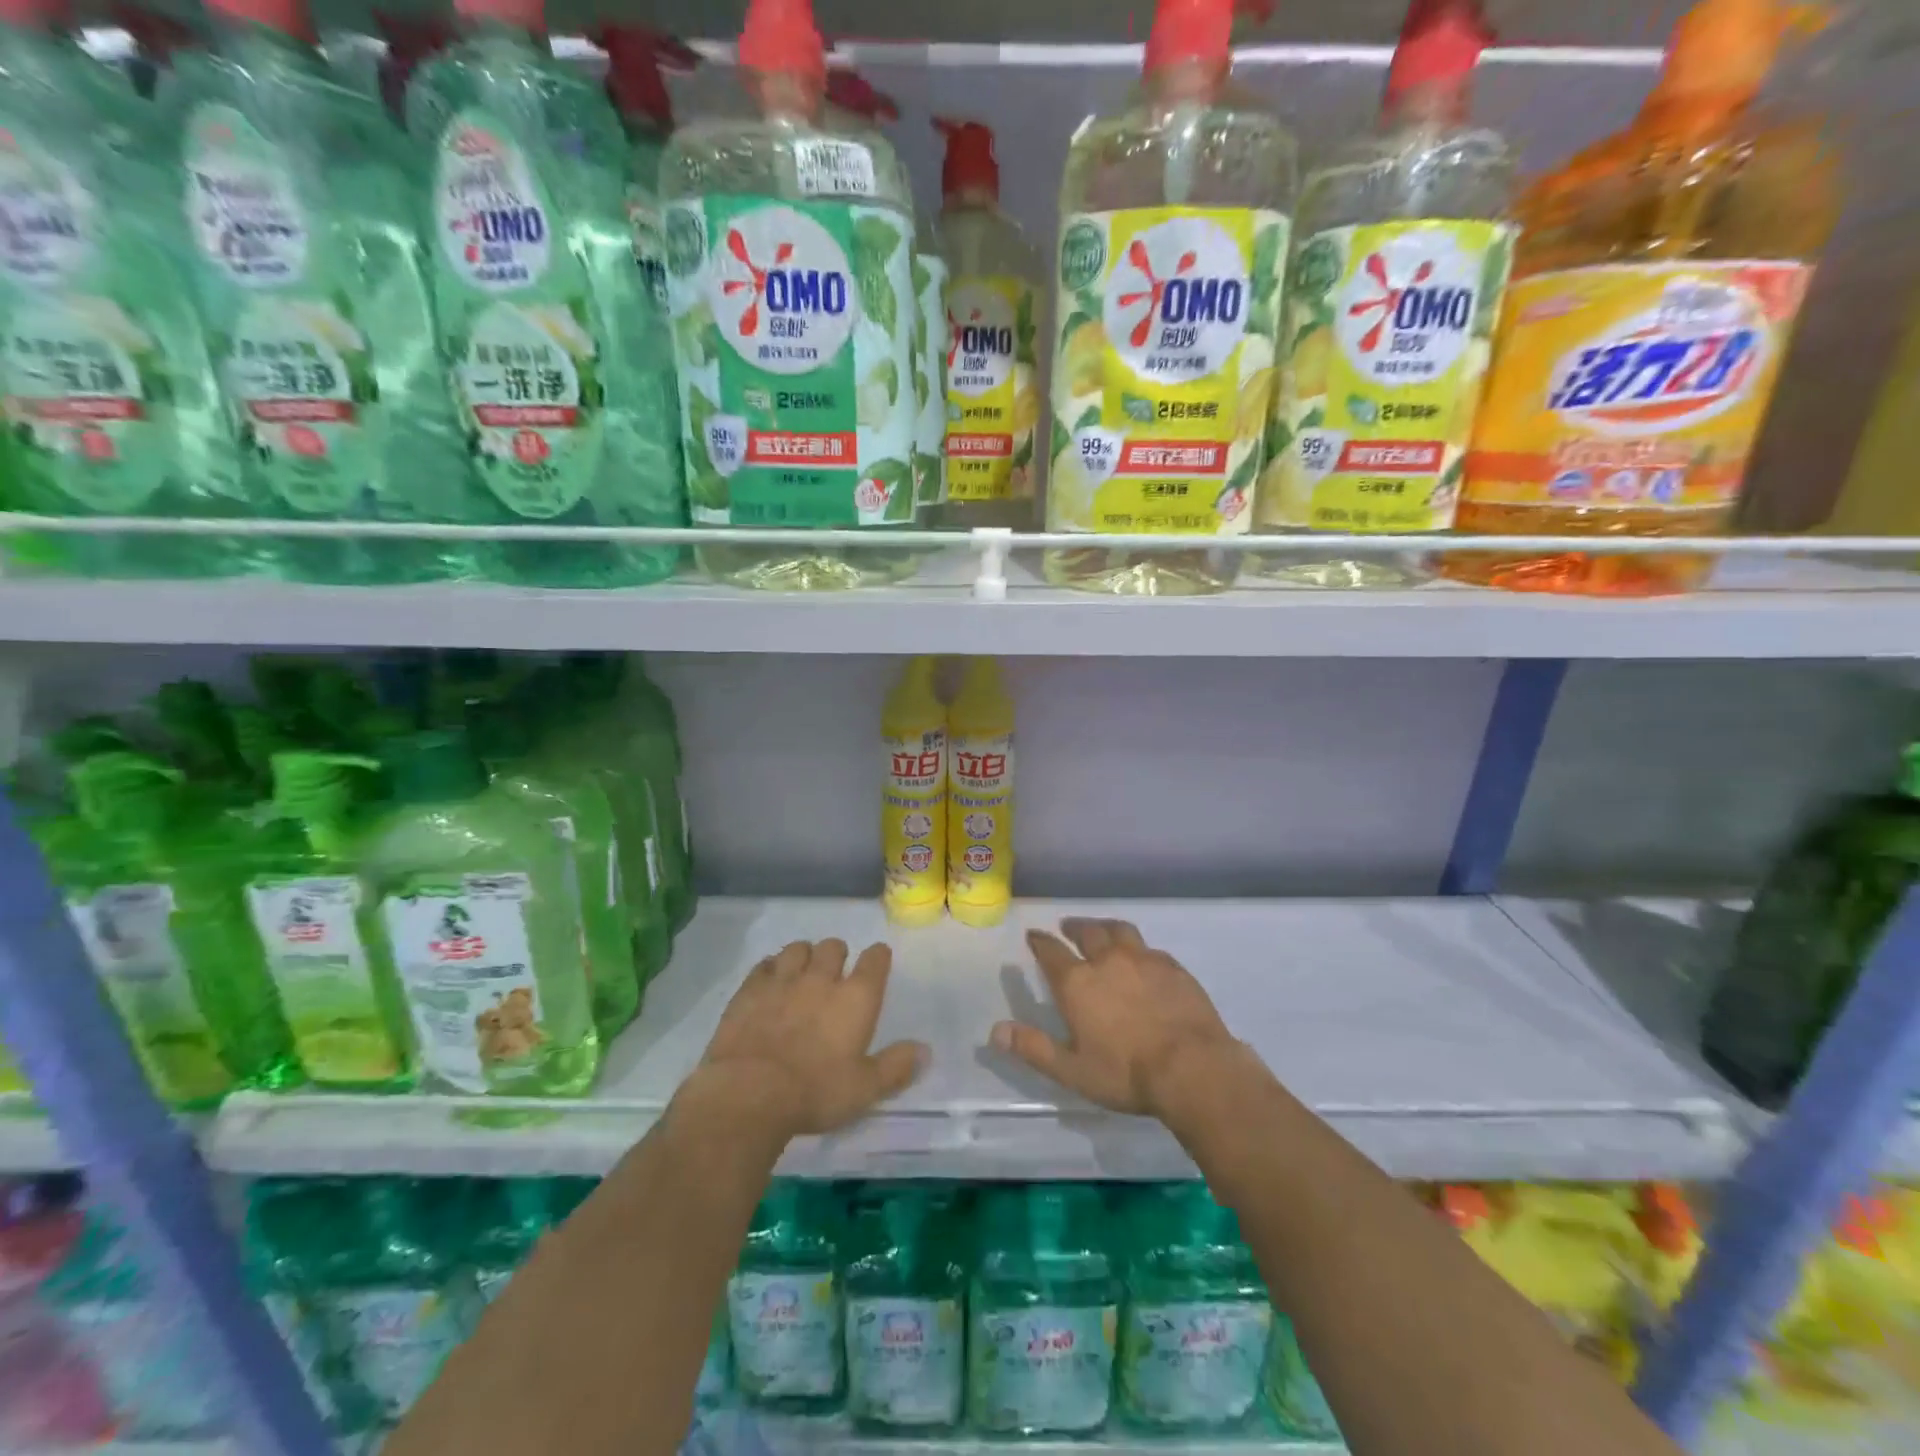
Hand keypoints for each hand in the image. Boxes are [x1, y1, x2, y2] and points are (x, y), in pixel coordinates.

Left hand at [698, 939, 926, 1137]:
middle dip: (837, 954)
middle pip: (833, 946)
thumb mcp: (864, 1089)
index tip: (877, 961)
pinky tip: (770, 983)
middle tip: (835, 974)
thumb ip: (896, 1067)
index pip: (875, 960)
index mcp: (856, 998)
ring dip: (804, 956)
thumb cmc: (814, 1092)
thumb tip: (925, 1050)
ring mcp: (783, 980)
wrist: (748, 1093)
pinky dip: (771, 969)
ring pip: (798, 949)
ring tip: (802, 973)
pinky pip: (764, 964)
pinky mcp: (750, 989)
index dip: (878, 957)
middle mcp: (821, 979)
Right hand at [992, 918, 1241, 1116]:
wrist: (1193, 1068)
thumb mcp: (1072, 1069)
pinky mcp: (1173, 967)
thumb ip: (1033, 1048)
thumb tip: (995, 1031)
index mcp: (1078, 982)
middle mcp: (1107, 960)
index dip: (1039, 941)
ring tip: (1101, 930)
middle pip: (1087, 932)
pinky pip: (1149, 947)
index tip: (1033, 935)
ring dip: (1104, 927)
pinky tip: (1142, 957)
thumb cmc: (1126, 1073)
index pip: (1051, 951)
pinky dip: (1137, 947)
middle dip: (1073, 928)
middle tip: (1067, 927)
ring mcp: (1143, 959)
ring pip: (1119, 930)